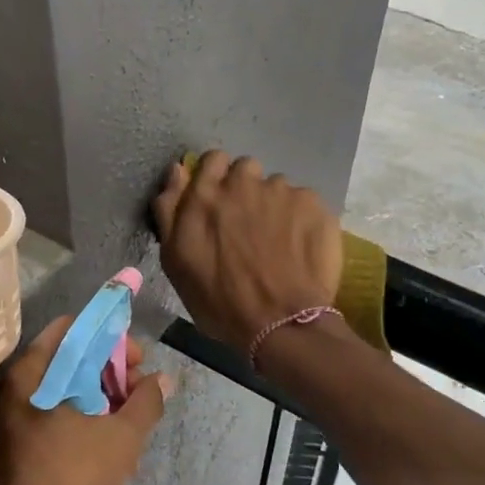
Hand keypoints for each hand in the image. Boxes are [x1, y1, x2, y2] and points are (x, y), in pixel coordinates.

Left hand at [0, 317, 170, 484]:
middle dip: (108, 367)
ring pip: (63, 387)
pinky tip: (110, 435)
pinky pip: (54, 411)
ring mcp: (12, 418)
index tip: (138, 359)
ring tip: (131, 415)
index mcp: (30, 375)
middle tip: (140, 388)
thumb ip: (145, 402)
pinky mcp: (17, 443)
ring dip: (100, 393)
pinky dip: (83, 413)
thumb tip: (163, 379)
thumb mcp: (121, 439)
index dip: (109, 336)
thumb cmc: (72, 484)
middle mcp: (14, 388)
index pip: (72, 329)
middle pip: (67, 357)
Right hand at [152, 153, 342, 355]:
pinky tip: (301, 248)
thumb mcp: (175, 262)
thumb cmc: (220, 300)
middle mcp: (243, 183)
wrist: (281, 323)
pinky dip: (301, 220)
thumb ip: (170, 210)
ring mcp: (282, 191)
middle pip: (246, 169)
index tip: (220, 202)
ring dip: (274, 206)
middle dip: (246, 189)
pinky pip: (304, 202)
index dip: (216, 177)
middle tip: (248, 225)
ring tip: (278, 242)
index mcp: (205, 195)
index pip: (212, 160)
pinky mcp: (314, 204)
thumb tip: (176, 170)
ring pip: (276, 187)